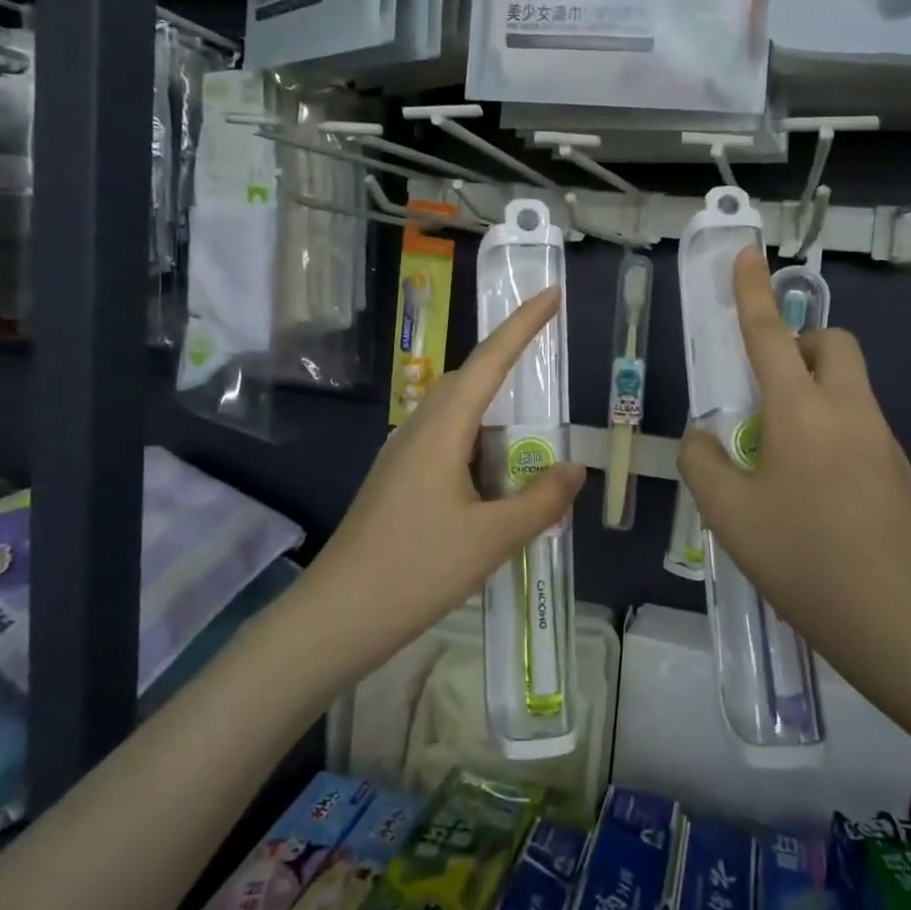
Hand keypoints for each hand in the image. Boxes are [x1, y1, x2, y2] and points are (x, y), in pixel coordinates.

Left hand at [308, 289, 585, 674]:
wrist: (337, 616)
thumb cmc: (416, 570)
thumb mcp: (492, 539)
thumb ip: (540, 501)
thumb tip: (573, 468)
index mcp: (441, 431)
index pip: (489, 362)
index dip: (523, 326)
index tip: (552, 293)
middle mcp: (418, 431)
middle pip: (467, 379)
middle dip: (507, 355)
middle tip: (546, 341)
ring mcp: (402, 457)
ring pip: (454, 413)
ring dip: (492, 403)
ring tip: (528, 414)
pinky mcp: (397, 483)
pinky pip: (445, 442)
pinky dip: (477, 440)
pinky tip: (493, 469)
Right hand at [678, 248, 910, 725]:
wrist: (902, 623)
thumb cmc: (805, 560)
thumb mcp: (730, 515)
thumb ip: (704, 464)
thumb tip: (703, 439)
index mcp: (802, 411)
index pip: (770, 334)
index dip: (753, 292)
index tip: (748, 254)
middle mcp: (849, 412)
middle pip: (834, 345)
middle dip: (801, 345)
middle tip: (768, 390)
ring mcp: (883, 442)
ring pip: (848, 389)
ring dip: (813, 396)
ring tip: (779, 462)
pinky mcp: (900, 474)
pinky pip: (860, 429)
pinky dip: (831, 435)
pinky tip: (811, 496)